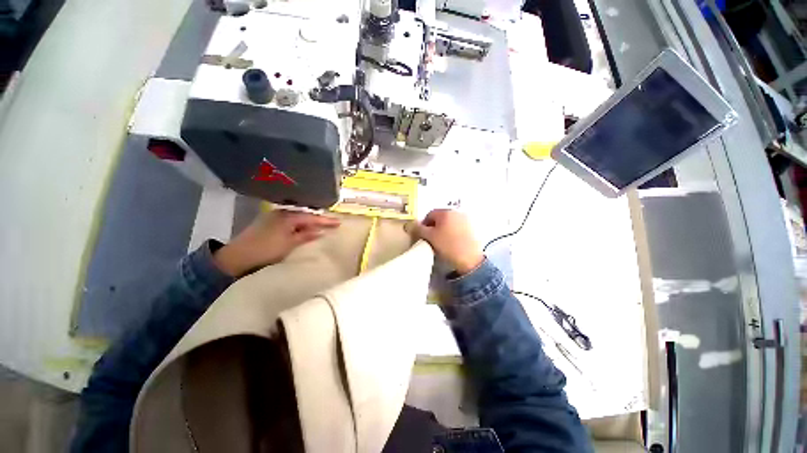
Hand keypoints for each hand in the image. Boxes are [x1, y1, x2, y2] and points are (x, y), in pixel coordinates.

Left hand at [213, 210, 340, 276]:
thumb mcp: (289, 244)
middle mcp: (282, 212)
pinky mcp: (270, 222)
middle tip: (333, 223)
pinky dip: (300, 223)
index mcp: (288, 217)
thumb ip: (306, 236)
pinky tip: (305, 226)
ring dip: (310, 221)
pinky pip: (291, 220)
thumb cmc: (266, 250)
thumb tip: (321, 231)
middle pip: (306, 215)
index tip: (340, 222)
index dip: (326, 221)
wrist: (237, 256)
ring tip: (323, 224)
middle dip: (320, 219)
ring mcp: (274, 216)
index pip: (312, 218)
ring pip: (298, 217)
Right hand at [406, 209, 483, 274]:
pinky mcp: (472, 228)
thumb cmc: (447, 246)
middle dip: (433, 227)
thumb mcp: (429, 237)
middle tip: (431, 239)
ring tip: (441, 242)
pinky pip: (457, 227)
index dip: (423, 225)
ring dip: (443, 229)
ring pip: (449, 223)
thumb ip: (418, 229)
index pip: (429, 214)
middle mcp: (456, 212)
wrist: (470, 259)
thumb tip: (409, 224)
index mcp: (445, 212)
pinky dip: (452, 232)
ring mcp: (466, 219)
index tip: (423, 236)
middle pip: (440, 218)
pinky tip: (452, 242)